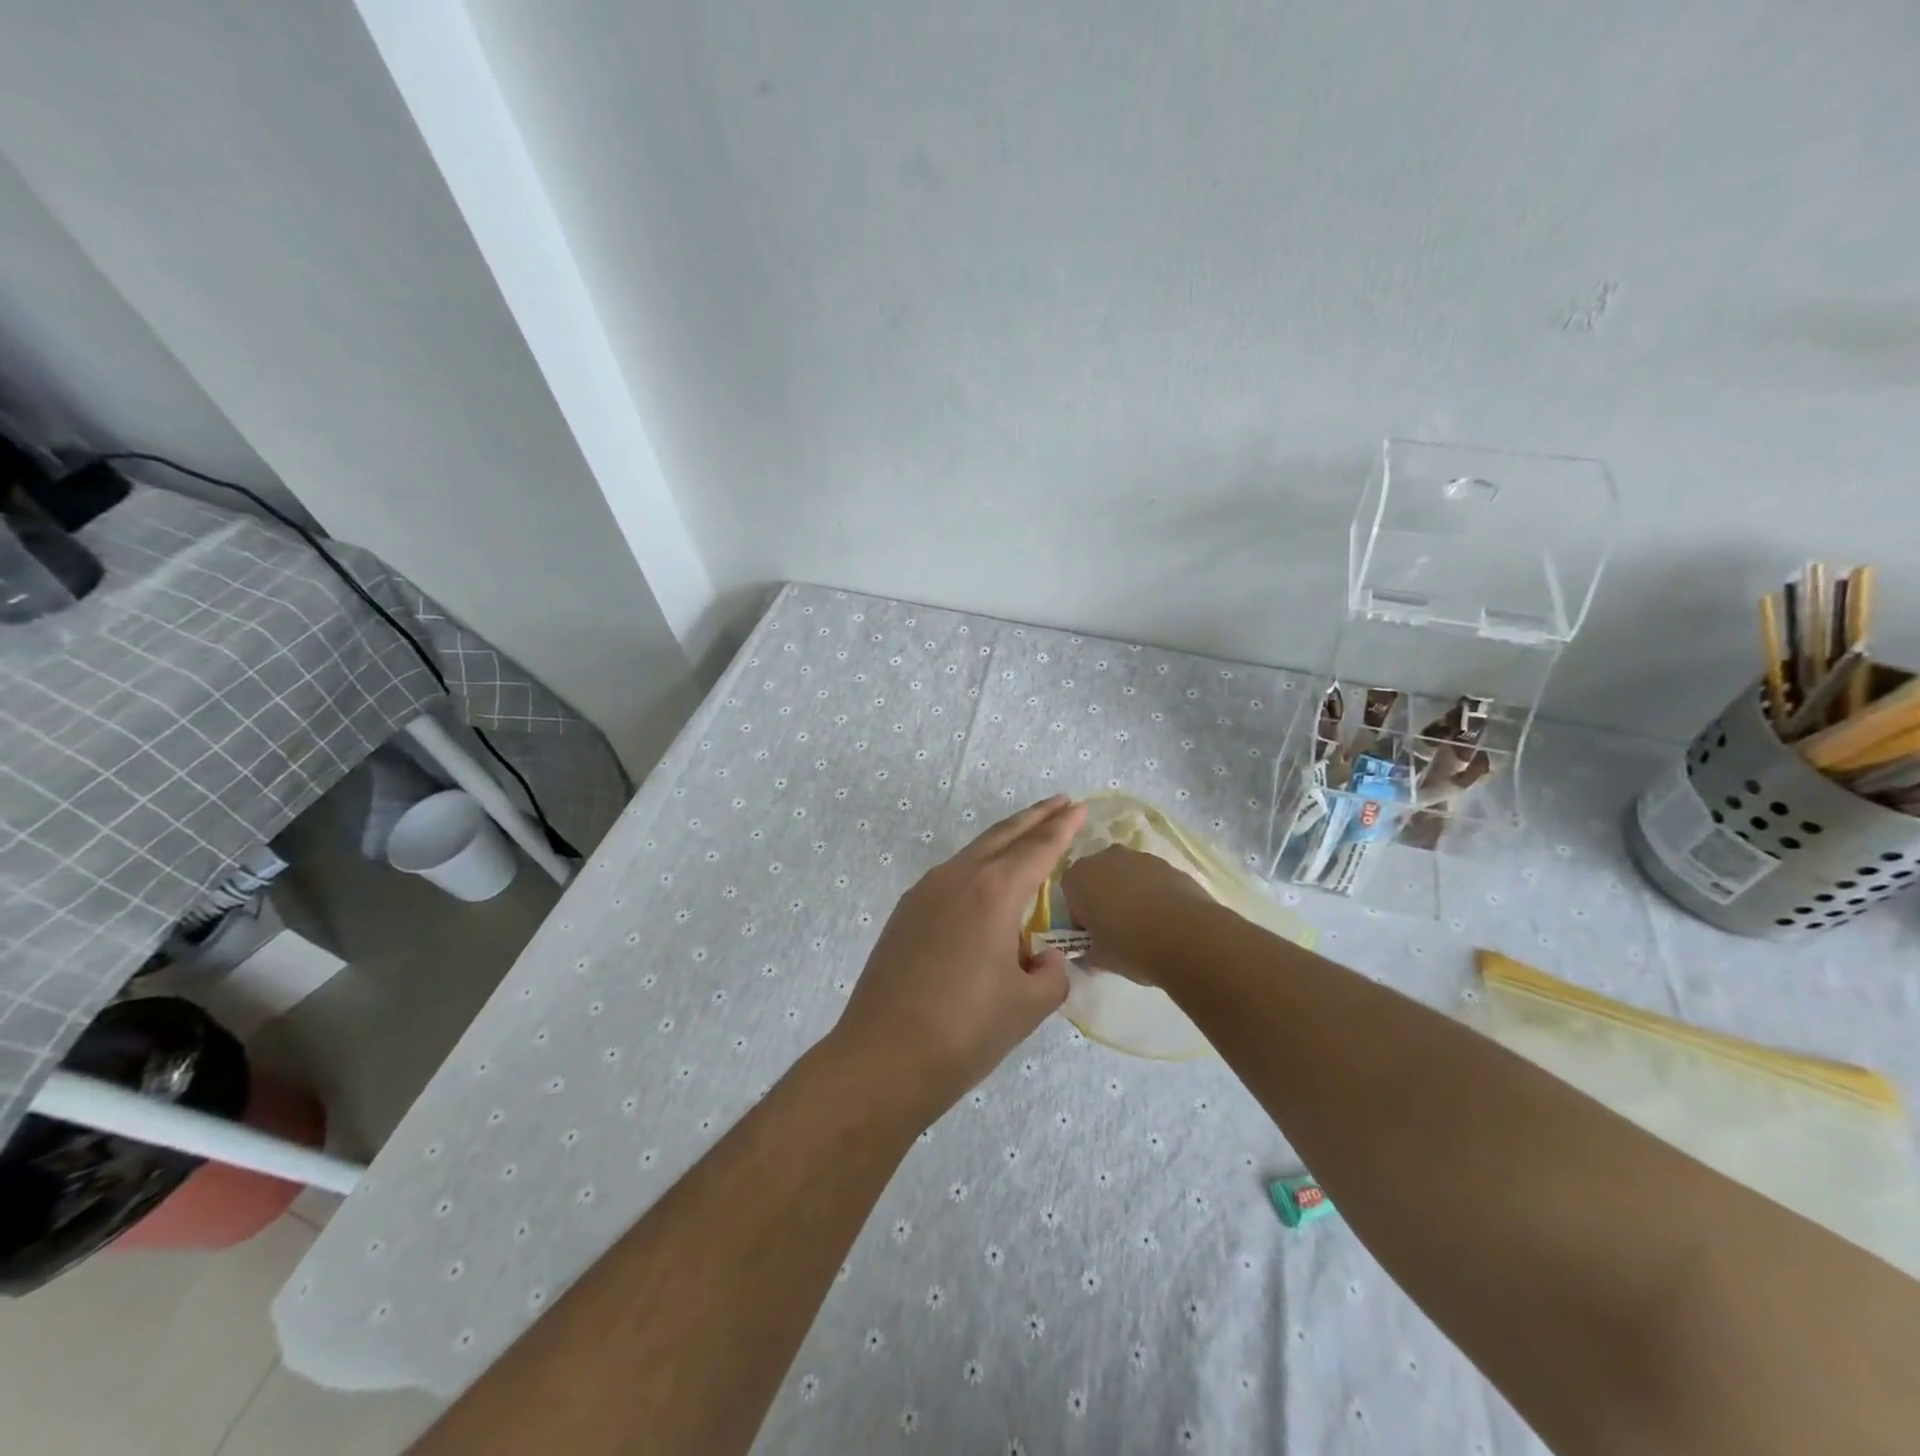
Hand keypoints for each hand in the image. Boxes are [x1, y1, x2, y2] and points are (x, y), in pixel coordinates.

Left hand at [831, 796, 1086, 1124]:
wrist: (883, 1058)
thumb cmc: (965, 1031)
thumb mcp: (1028, 1005)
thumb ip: (1050, 973)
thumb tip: (1042, 959)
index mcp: (993, 892)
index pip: (1038, 849)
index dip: (1062, 827)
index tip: (1079, 806)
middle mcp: (957, 878)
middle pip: (1003, 836)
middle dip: (1034, 818)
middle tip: (1061, 802)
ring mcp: (924, 892)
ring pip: (973, 853)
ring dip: (1004, 841)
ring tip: (1027, 837)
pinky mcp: (905, 913)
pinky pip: (951, 876)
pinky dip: (978, 867)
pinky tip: (985, 884)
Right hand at [1060, 844, 1209, 985]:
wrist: (1187, 936)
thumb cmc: (1130, 946)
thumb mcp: (1099, 959)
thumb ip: (1088, 953)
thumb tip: (1091, 954)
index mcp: (1079, 877)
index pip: (1069, 894)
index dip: (1079, 917)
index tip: (1092, 937)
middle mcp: (1106, 858)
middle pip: (1098, 878)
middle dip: (1103, 900)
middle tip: (1115, 931)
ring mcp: (1140, 857)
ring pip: (1126, 876)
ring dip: (1129, 895)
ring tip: (1145, 927)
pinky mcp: (1169, 865)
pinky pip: (1151, 880)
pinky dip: (1154, 895)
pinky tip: (1165, 921)